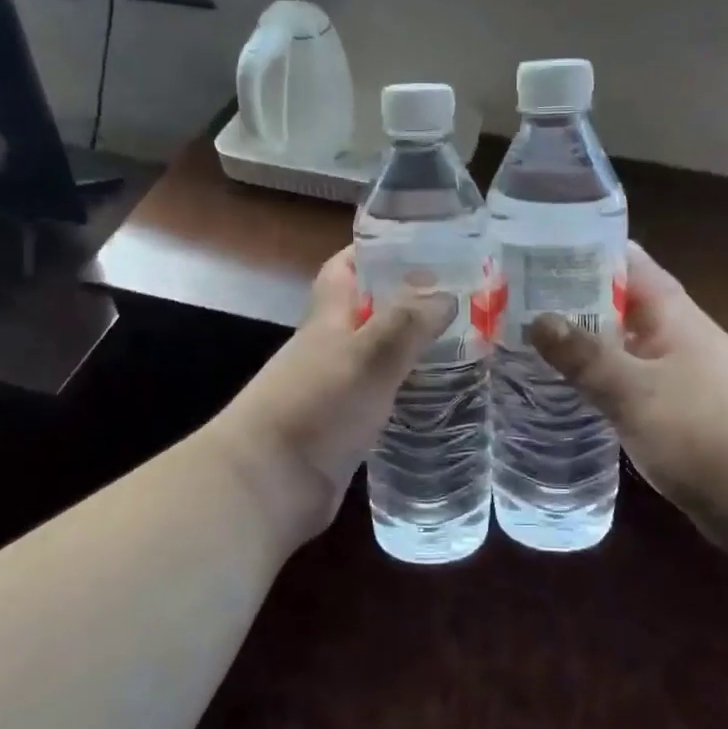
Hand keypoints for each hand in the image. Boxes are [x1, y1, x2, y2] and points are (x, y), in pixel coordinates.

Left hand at [213, 248, 454, 551]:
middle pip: (365, 313)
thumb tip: (446, 295)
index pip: (343, 269)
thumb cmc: (316, 407)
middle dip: (405, 301)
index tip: (415, 243)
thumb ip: (407, 323)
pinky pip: (379, 398)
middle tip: (458, 299)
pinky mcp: (341, 430)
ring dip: (409, 349)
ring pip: (375, 357)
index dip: (371, 250)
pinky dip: (404, 391)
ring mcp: (332, 392)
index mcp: (327, 320)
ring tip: (461, 346)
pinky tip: (437, 398)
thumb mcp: (368, 356)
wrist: (267, 485)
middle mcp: (327, 350)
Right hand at [528, 243, 727, 560]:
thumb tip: (537, 319)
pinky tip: (567, 396)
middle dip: (571, 302)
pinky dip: (600, 385)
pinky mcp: (679, 418)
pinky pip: (630, 389)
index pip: (626, 262)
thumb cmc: (708, 433)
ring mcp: (680, 379)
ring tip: (526, 345)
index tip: (533, 250)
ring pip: (622, 349)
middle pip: (619, 306)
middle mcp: (677, 338)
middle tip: (512, 302)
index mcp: (673, 315)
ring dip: (583, 346)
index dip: (583, 250)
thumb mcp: (636, 392)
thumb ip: (586, 356)